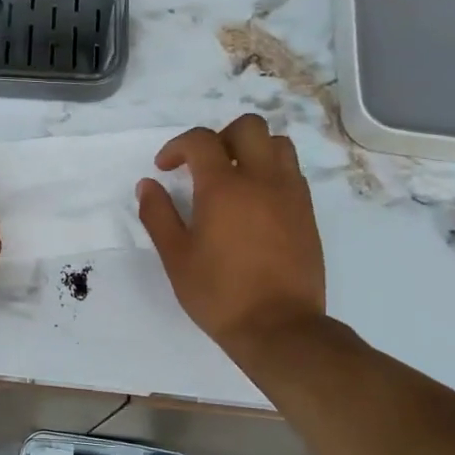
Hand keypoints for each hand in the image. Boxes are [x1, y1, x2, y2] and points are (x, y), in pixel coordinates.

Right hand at [136, 115, 326, 357]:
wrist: (279, 327)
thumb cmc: (220, 294)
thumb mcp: (176, 257)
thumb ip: (158, 215)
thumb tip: (147, 185)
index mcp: (224, 187)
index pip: (201, 140)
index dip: (178, 146)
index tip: (165, 168)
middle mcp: (262, 180)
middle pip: (248, 127)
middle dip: (220, 137)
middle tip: (203, 166)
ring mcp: (290, 194)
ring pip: (277, 144)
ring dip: (252, 150)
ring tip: (235, 178)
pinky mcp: (307, 213)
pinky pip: (292, 173)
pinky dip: (272, 172)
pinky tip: (256, 202)